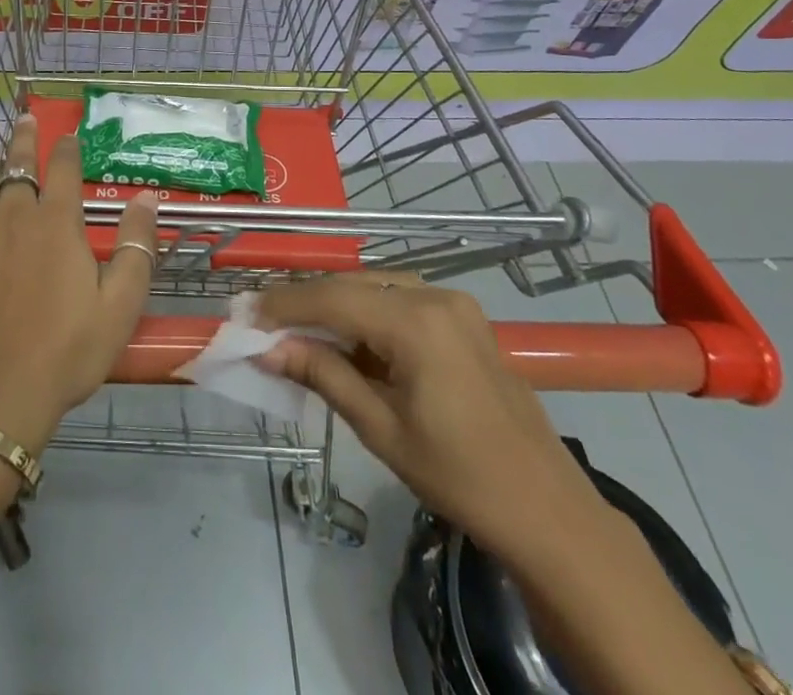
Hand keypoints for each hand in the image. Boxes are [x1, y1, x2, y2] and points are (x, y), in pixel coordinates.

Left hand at [0, 97, 159, 454]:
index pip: (64, 170)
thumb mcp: (120, 306)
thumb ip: (136, 247)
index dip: (68, 148)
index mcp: (55, 224)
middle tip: (24, 114)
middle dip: (23, 137)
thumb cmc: (64, 356)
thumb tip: (147, 196)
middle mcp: (11, 216)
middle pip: (18, 165)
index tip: (70, 133)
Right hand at [253, 277, 600, 561]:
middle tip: (266, 324)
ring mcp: (455, 304)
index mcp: (417, 321)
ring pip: (377, 287)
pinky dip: (369, 314)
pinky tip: (350, 341)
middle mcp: (436, 296)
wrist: (546, 508)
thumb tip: (268, 350)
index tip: (246, 313)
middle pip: (354, 284)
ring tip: (299, 332)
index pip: (334, 297)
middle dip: (308, 302)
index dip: (286, 303)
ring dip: (337, 306)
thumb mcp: (381, 428)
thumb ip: (324, 375)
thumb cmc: (460, 475)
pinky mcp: (464, 318)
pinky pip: (402, 300)